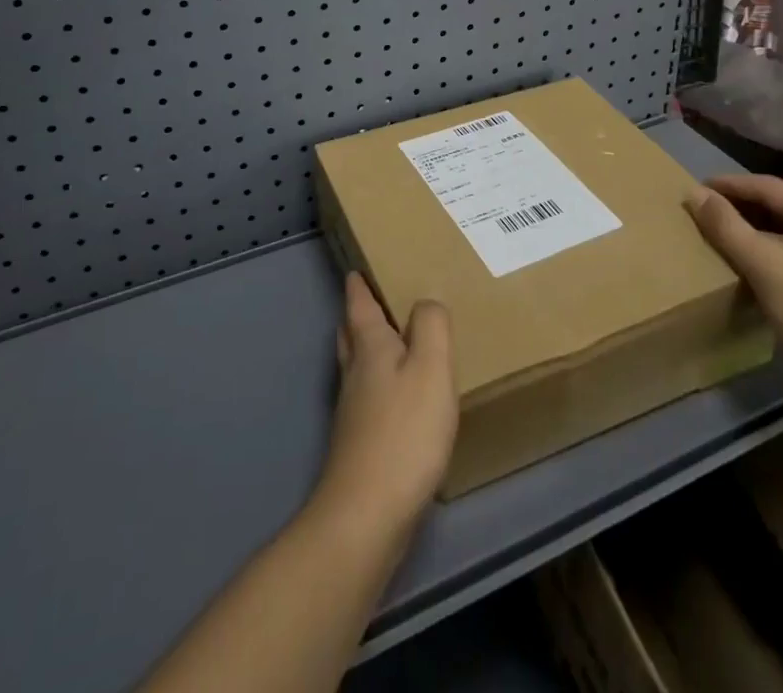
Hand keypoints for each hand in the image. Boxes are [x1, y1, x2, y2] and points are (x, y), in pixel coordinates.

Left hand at [313, 272, 457, 542]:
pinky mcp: (360, 444)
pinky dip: (379, 384)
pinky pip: (368, 397)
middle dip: (359, 315)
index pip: (358, 304)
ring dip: (368, 349)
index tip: (356, 268)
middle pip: (351, 334)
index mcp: (370, 346)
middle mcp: (355, 372)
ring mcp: (353, 411)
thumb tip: (426, 301)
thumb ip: (432, 327)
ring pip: (357, 366)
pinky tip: (399, 399)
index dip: (358, 284)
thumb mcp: (431, 368)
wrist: (367, 514)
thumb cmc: (405, 432)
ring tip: (392, 343)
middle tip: (376, 300)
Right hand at [683, 174, 782, 391]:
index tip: (695, 189)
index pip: (766, 186)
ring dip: (752, 225)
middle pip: (777, 202)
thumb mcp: (759, 261)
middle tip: (704, 209)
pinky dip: (768, 243)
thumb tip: (694, 192)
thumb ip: (725, 224)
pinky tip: (748, 256)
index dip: (728, 185)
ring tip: (720, 230)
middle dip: (739, 204)